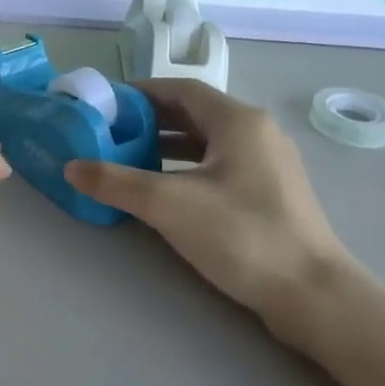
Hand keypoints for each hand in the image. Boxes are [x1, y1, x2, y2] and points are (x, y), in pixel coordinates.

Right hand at [66, 81, 354, 351]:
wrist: (313, 295)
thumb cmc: (243, 236)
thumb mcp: (169, 205)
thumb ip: (115, 182)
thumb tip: (71, 167)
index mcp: (238, 121)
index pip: (180, 89)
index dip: (139, 93)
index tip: (104, 105)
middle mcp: (257, 132)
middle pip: (193, 113)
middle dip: (148, 120)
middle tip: (108, 133)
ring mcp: (268, 163)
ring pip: (206, 141)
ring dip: (165, 145)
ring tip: (126, 160)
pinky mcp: (270, 193)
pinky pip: (218, 165)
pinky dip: (186, 168)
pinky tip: (164, 190)